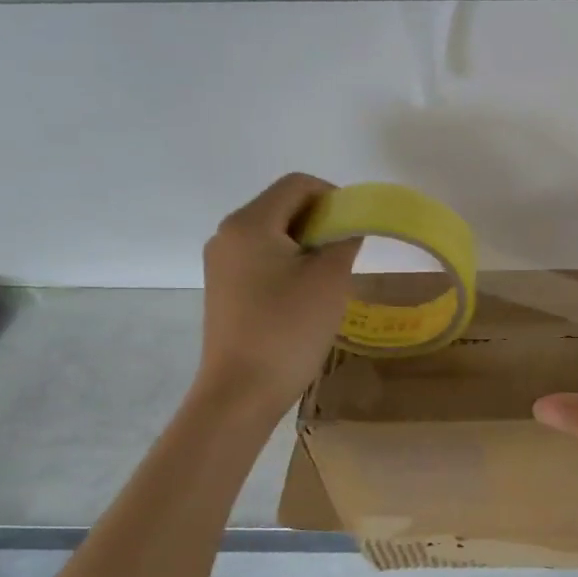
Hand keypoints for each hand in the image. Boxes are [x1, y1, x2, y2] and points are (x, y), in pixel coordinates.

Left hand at [194, 174, 359, 404]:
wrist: (241, 391)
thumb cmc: (288, 329)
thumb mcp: (330, 279)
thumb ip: (345, 240)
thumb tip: (348, 227)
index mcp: (249, 223)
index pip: (297, 185)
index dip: (334, 196)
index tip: (356, 229)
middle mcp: (227, 235)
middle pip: (283, 206)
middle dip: (321, 222)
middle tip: (347, 255)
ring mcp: (221, 263)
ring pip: (273, 234)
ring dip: (307, 245)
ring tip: (329, 280)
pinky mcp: (224, 288)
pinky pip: (262, 259)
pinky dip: (289, 264)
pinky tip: (305, 297)